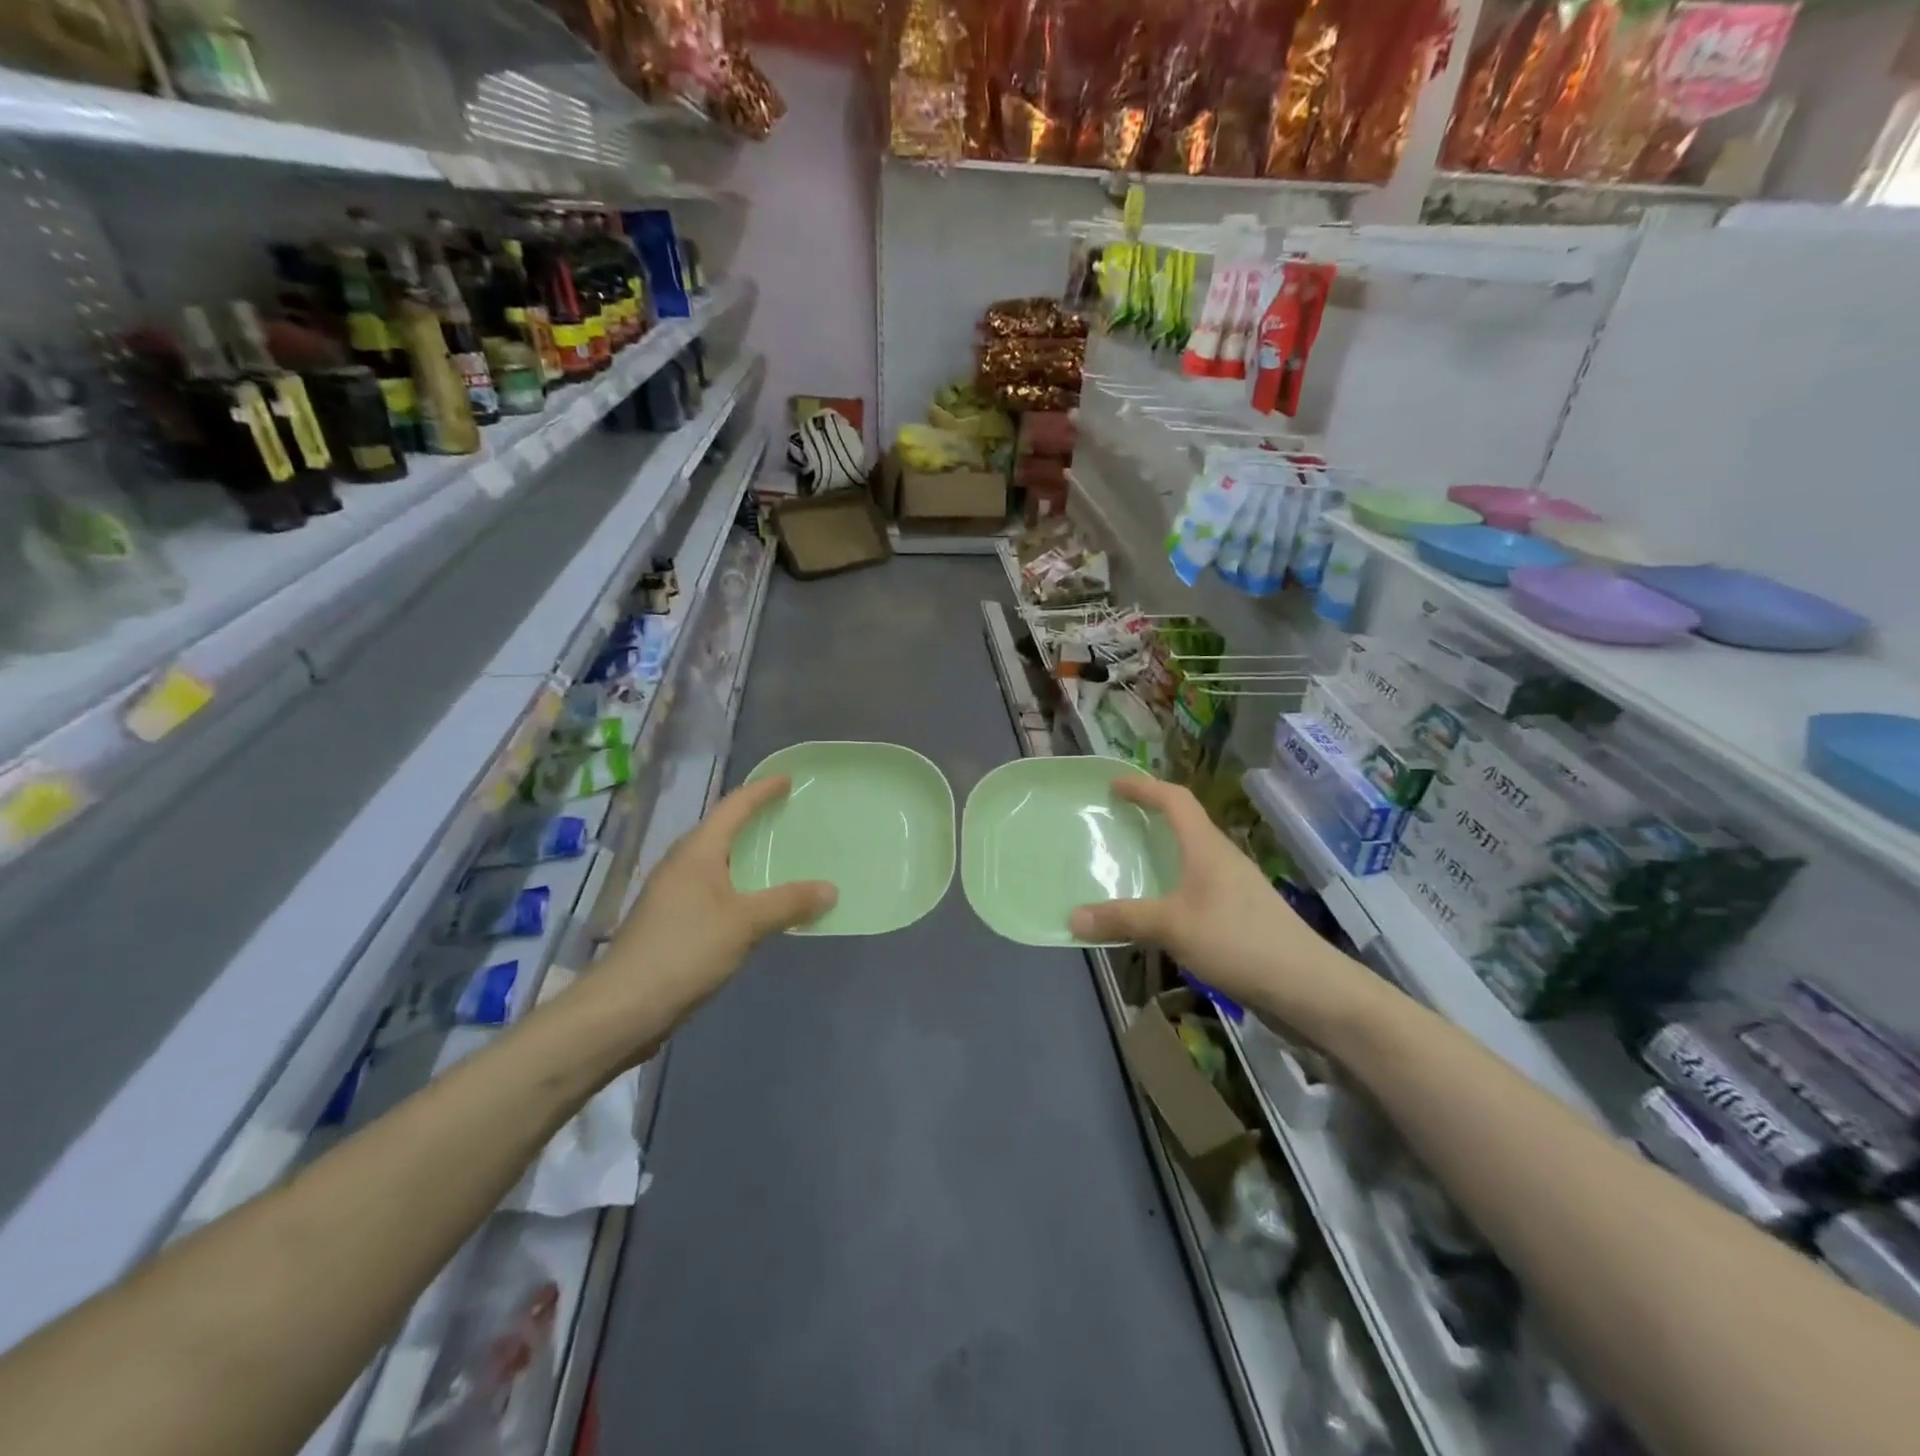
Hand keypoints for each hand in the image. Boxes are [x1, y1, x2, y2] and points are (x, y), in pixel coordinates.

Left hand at [595, 776, 834, 1029]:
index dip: (761, 790)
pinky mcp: (672, 923)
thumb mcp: (745, 923)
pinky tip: (757, 904)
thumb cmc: (684, 951)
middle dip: (753, 820)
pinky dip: (739, 887)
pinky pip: (714, 890)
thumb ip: (788, 903)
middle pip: (722, 830)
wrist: (622, 1008)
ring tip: (780, 856)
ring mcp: (673, 895)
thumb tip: (830, 888)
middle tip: (789, 816)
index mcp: (697, 852)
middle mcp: (682, 865)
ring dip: (746, 856)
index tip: (787, 780)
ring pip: (717, 863)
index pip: (733, 806)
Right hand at [1068, 776, 1366, 1024]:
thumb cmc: (1239, 941)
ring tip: (1129, 865)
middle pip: (1185, 824)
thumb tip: (1072, 918)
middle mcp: (1222, 859)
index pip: (1175, 800)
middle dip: (1150, 818)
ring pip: (1191, 858)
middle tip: (1115, 823)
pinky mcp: (1241, 916)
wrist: (1309, 988)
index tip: (1113, 785)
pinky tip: (1158, 912)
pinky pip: (1196, 887)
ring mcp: (1235, 888)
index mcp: (1207, 847)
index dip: (1144, 787)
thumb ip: (1123, 919)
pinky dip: (1172, 886)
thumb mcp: (1172, 927)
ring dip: (1161, 854)